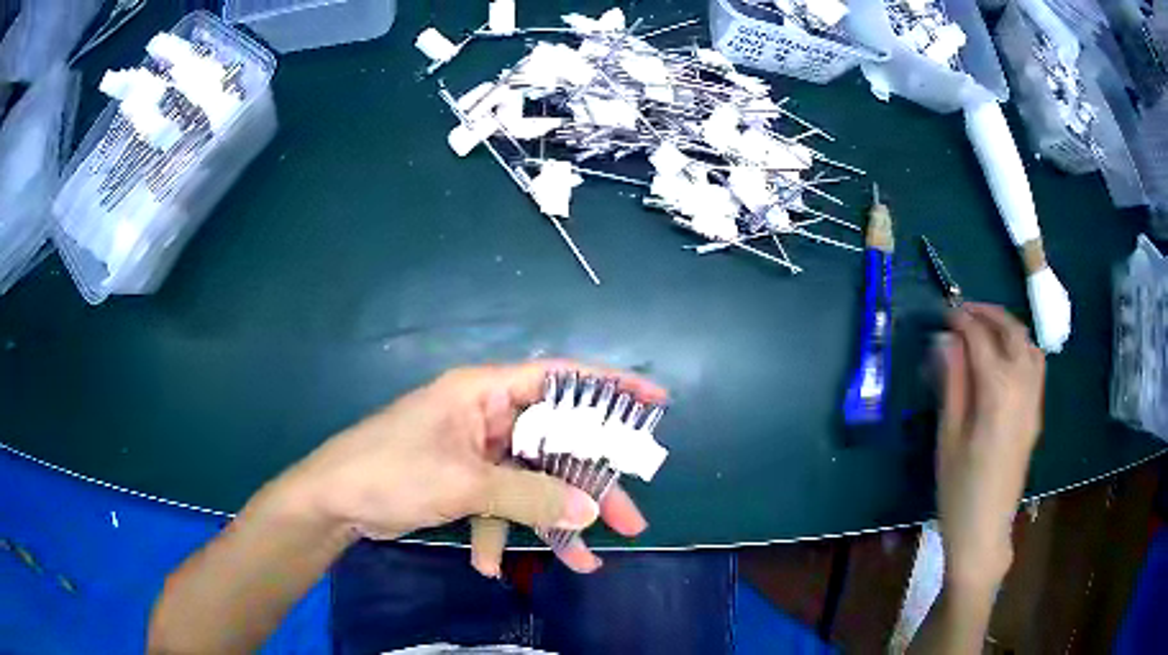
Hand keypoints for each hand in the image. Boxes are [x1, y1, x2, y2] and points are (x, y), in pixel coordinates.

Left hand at [282, 360, 668, 575]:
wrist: (334, 502)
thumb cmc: (392, 471)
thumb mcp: (464, 483)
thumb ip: (530, 495)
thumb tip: (589, 511)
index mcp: (484, 392)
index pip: (558, 378)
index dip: (608, 388)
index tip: (653, 403)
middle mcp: (486, 416)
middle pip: (555, 444)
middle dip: (590, 485)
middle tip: (630, 519)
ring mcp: (476, 452)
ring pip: (532, 481)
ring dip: (553, 521)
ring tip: (586, 562)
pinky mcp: (464, 481)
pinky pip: (500, 503)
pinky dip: (500, 532)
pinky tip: (487, 564)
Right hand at [935, 304, 1044, 590]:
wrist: (985, 530)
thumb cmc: (959, 489)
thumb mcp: (949, 436)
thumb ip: (952, 383)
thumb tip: (947, 342)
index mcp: (998, 392)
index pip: (981, 339)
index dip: (962, 321)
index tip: (944, 314)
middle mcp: (1023, 386)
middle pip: (1012, 332)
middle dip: (988, 313)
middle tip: (963, 312)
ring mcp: (1034, 400)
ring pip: (1028, 344)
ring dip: (1007, 327)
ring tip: (984, 328)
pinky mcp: (1036, 413)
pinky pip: (1035, 364)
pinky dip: (1020, 347)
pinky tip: (1003, 358)